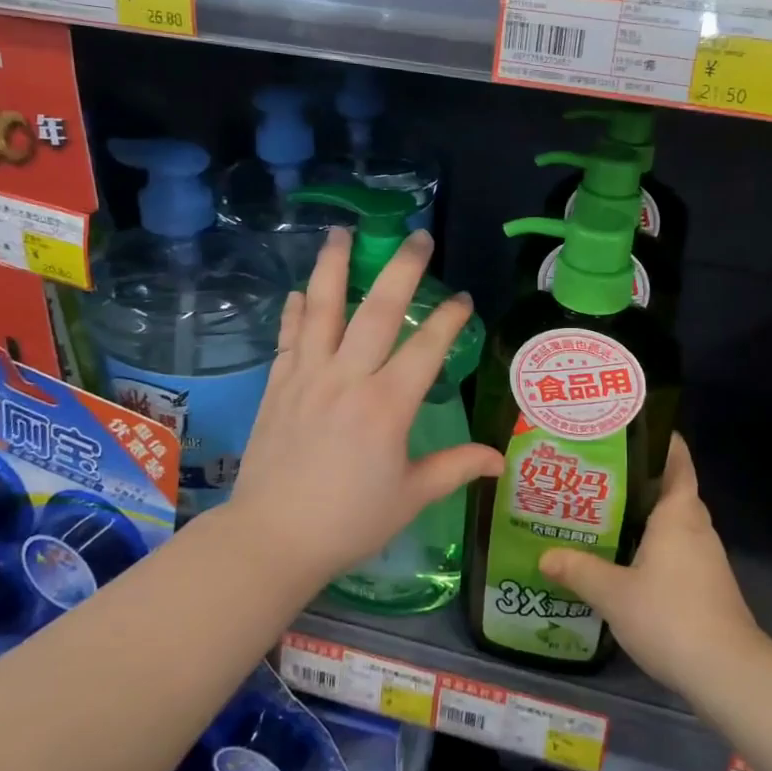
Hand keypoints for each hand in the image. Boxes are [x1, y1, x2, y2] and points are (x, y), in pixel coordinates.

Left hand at [228, 228, 502, 585]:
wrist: (271, 538)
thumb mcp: (410, 497)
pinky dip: (296, 311)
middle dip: (402, 269)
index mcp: (387, 406)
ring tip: (342, 232)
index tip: (463, 299)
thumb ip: (456, 468)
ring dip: (334, 267)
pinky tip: (300, 291)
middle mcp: (348, 379)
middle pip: (378, 310)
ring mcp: (308, 377)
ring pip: (323, 309)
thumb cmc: (349, 521)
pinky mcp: (278, 386)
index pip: (427, 347)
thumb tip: (500, 460)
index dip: (450, 319)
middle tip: (417, 236)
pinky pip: (289, 338)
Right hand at [539, 435, 764, 691]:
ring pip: (674, 523)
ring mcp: (706, 558)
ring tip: (603, 515)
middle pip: (672, 491)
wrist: (727, 672)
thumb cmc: (670, 616)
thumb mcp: (613, 593)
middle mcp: (696, 527)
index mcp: (679, 514)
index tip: (632, 430)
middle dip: (640, 480)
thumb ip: (579, 570)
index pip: (677, 461)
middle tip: (599, 476)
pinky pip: (677, 550)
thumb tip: (545, 555)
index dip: (661, 442)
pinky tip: (625, 560)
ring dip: (645, 516)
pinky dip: (653, 546)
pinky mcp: (707, 585)